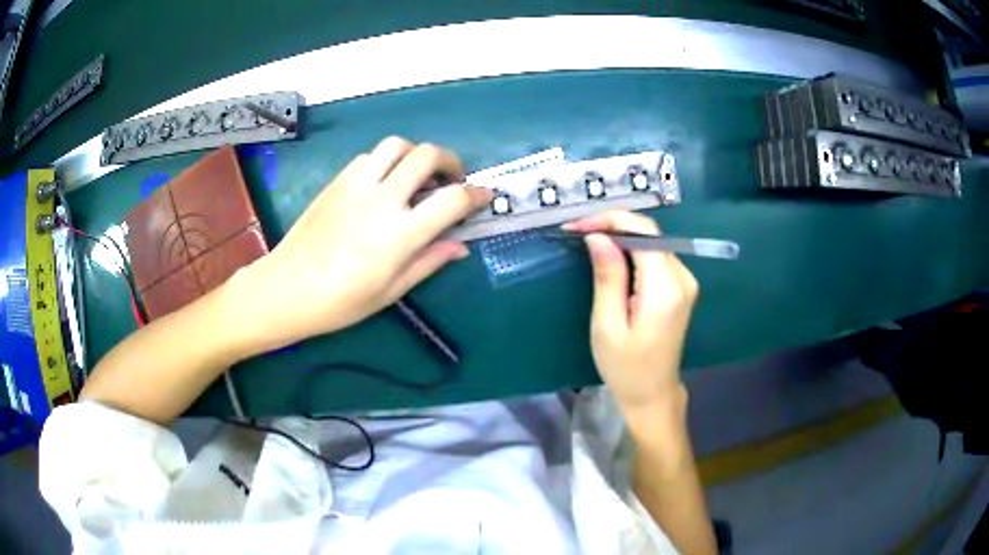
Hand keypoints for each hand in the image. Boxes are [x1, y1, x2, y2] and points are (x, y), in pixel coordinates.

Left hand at [239, 137, 489, 350]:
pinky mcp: (337, 182)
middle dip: (450, 161)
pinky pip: (369, 157)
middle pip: (427, 155)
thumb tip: (459, 246)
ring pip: (396, 145)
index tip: (484, 196)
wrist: (286, 288)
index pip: (452, 199)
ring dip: (415, 155)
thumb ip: (429, 262)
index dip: (476, 194)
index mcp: (400, 233)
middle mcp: (382, 198)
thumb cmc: (340, 301)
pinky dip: (386, 162)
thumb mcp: (391, 290)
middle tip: (451, 180)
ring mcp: (356, 185)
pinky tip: (383, 184)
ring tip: (416, 176)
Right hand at [564, 211, 698, 409]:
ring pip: (653, 241)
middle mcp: (682, 278)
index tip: (577, 227)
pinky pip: (657, 256)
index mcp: (665, 289)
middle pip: (650, 233)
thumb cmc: (625, 368)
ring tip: (588, 241)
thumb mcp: (608, 325)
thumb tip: (598, 237)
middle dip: (613, 225)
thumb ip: (608, 277)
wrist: (653, 394)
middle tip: (577, 232)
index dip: (610, 220)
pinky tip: (611, 257)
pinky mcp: (681, 288)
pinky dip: (632, 250)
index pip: (644, 233)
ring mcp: (685, 282)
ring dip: (621, 236)